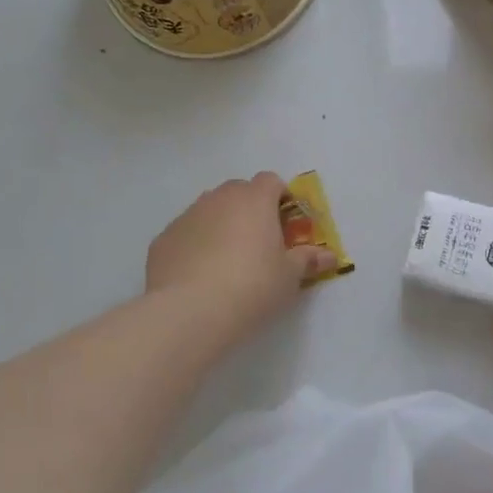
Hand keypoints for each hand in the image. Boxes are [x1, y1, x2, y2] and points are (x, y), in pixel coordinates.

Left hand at [145, 173, 335, 342]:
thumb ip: (308, 260)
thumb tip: (330, 256)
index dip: (280, 197)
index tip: (285, 224)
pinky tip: (198, 275)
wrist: (190, 311)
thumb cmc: (252, 286)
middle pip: (238, 191)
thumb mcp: (289, 277)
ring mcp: (187, 216)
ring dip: (221, 224)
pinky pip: (186, 233)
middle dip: (250, 209)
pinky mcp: (163, 239)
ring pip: (209, 210)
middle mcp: (219, 198)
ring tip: (227, 261)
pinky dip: (195, 245)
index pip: (271, 181)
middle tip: (259, 243)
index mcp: (254, 200)